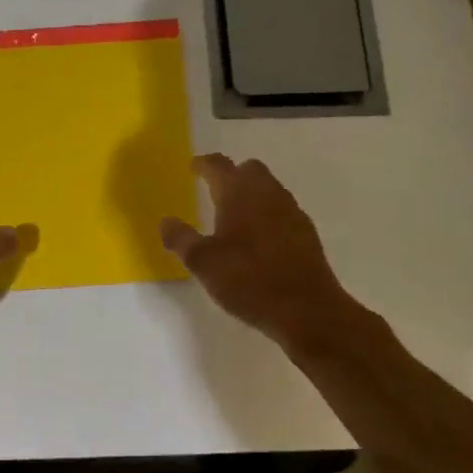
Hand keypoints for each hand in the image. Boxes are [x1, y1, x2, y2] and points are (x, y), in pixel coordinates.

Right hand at [160, 155, 353, 347]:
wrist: (306, 308)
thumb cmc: (248, 280)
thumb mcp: (202, 263)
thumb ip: (181, 239)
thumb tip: (166, 221)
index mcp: (238, 193)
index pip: (219, 166)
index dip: (204, 164)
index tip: (194, 166)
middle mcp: (268, 194)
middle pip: (250, 170)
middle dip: (232, 174)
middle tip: (215, 188)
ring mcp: (291, 211)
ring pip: (269, 189)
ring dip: (252, 193)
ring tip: (235, 213)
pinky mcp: (306, 232)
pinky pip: (282, 210)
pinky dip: (267, 213)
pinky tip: (259, 237)